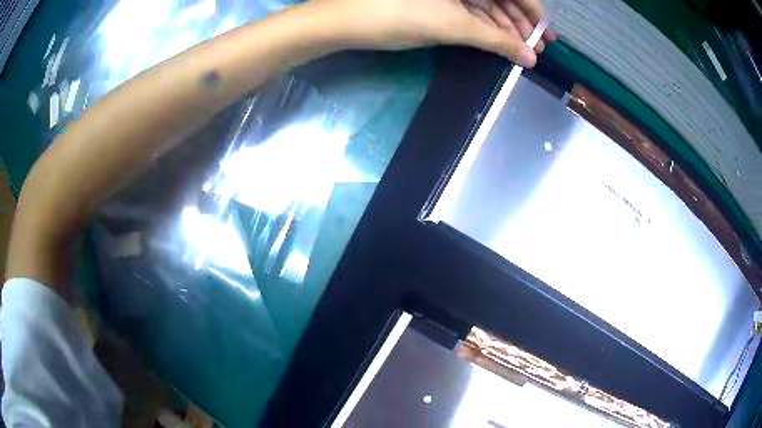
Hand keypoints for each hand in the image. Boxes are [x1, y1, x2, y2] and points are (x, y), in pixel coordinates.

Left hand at [316, 0, 554, 66]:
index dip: (533, 12)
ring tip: (520, 50)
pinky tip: (497, 42)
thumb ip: (496, 40)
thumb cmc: (400, 14)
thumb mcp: (453, 25)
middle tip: (536, 48)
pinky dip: (484, 27)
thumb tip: (529, 58)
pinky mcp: (435, 1)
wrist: (347, 21)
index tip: (546, 35)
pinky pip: (468, 11)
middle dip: (520, 22)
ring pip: (485, 5)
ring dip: (504, 27)